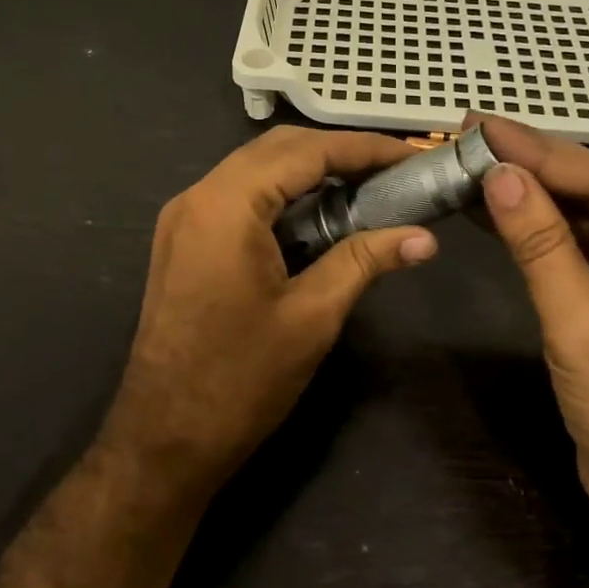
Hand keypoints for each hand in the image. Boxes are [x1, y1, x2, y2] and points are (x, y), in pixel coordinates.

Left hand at [102, 126, 438, 494]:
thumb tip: (424, 238)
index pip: (305, 152)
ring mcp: (185, 219)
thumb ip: (364, 261)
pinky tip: (320, 216)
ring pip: (256, 170)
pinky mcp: (185, 241)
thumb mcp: (312, 316)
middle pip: (277, 150)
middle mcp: (198, 197)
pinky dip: (283, 195)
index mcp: (226, 205)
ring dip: (310, 172)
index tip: (411, 154)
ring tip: (367, 187)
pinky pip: (240, 197)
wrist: (164, 439)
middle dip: (338, 153)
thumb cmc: (240, 380)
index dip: (363, 148)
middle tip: (393, 170)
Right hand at [476, 116, 588, 555]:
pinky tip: (491, 208)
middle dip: (533, 167)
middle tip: (471, 133)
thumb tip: (497, 174)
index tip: (484, 127)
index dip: (543, 153)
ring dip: (528, 196)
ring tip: (471, 161)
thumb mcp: (584, 326)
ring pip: (583, 219)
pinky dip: (534, 233)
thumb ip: (540, 245)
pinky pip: (576, 252)